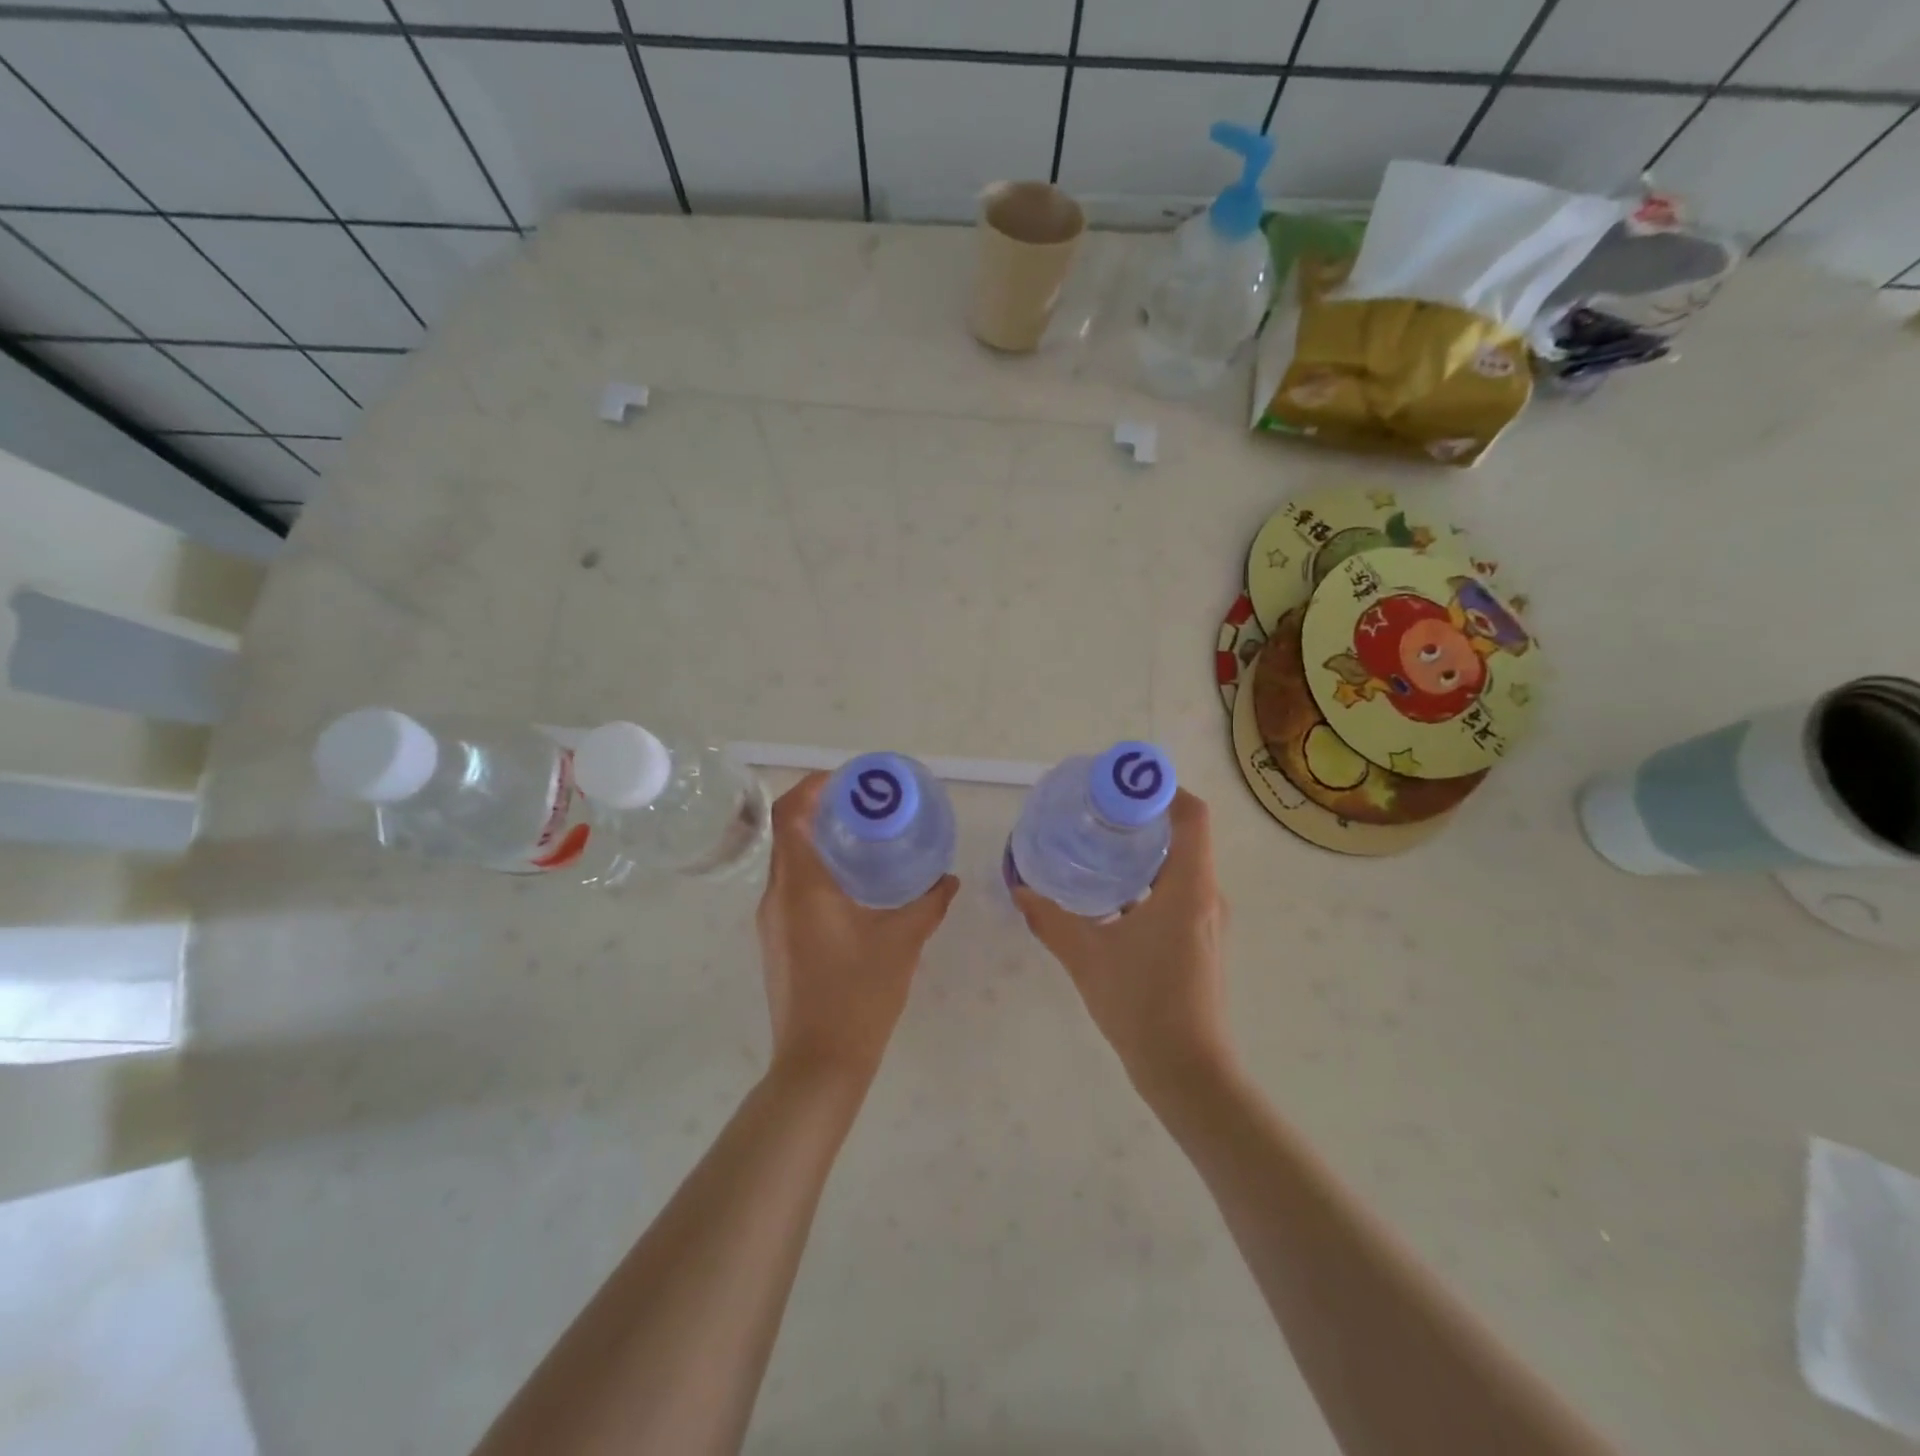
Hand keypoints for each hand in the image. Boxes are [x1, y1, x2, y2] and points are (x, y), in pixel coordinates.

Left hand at [756, 773, 958, 1086]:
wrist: (819, 1063)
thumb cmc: (859, 995)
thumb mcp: (902, 942)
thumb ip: (928, 903)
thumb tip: (947, 878)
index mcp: (801, 886)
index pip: (788, 814)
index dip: (811, 786)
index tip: (846, 780)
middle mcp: (776, 896)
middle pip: (788, 833)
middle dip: (821, 811)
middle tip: (865, 806)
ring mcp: (771, 921)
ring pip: (789, 863)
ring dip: (818, 843)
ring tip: (863, 840)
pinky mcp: (776, 942)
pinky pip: (791, 889)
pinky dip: (816, 872)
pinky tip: (853, 888)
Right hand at [1012, 789, 1232, 1096]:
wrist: (1188, 1073)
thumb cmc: (1142, 1005)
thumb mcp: (1086, 956)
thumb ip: (1051, 919)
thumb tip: (1020, 889)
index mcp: (1189, 887)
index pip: (1191, 815)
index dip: (1161, 789)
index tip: (1121, 785)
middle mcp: (1208, 896)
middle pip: (1184, 836)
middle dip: (1143, 818)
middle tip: (1097, 813)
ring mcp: (1209, 922)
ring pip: (1181, 867)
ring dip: (1145, 852)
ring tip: (1099, 847)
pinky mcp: (1202, 943)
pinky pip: (1180, 893)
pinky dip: (1149, 882)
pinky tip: (1112, 898)